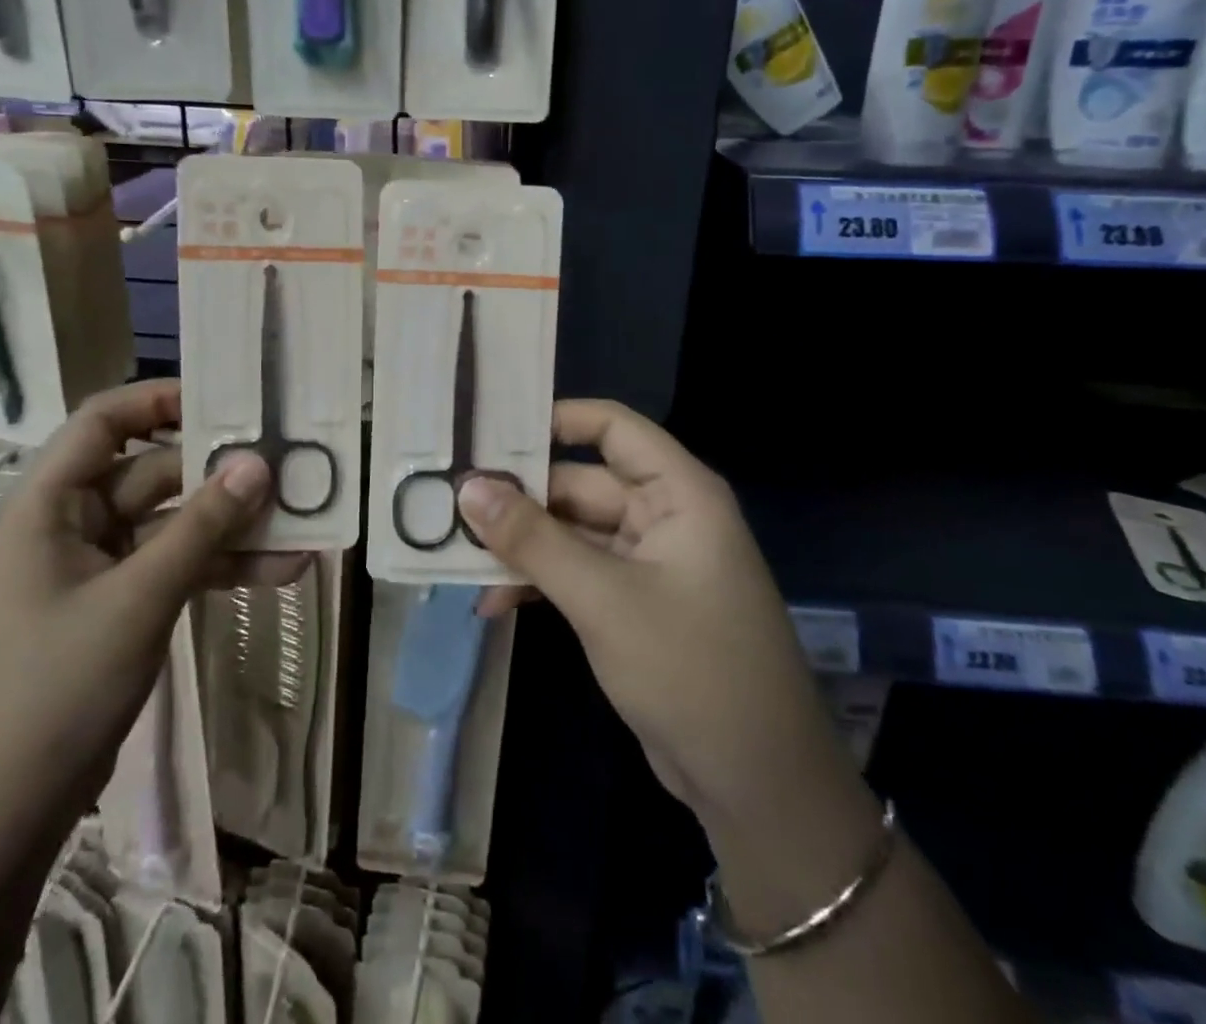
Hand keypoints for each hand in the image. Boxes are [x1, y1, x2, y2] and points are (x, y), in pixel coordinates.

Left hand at [0, 380, 298, 872]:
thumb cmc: (52, 690)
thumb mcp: (136, 600)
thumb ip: (202, 528)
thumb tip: (258, 463)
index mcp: (49, 506)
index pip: (102, 423)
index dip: (159, 400)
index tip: (226, 399)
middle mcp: (72, 526)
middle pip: (153, 473)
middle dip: (219, 474)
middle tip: (288, 465)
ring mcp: (98, 570)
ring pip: (174, 525)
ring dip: (232, 527)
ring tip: (302, 524)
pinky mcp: (120, 608)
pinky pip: (177, 568)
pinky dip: (221, 567)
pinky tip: (281, 572)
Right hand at [460, 400, 856, 853]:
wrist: (757, 785)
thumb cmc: (690, 668)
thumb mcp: (602, 598)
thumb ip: (533, 539)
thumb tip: (468, 487)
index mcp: (678, 493)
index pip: (612, 427)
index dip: (555, 419)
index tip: (489, 430)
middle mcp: (664, 516)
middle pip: (582, 482)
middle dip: (520, 496)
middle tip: (448, 499)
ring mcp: (649, 562)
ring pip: (573, 532)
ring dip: (523, 544)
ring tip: (456, 552)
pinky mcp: (635, 604)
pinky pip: (578, 572)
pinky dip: (540, 580)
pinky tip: (492, 601)